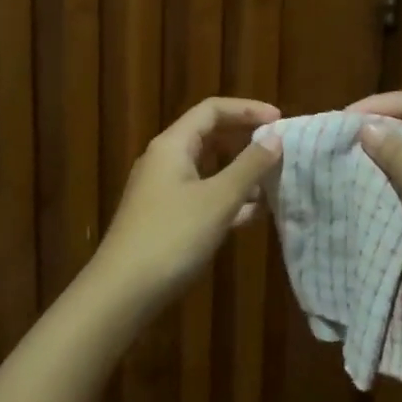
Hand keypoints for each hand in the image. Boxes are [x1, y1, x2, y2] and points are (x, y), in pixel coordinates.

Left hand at [97, 97, 282, 302]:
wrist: (122, 293)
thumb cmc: (172, 236)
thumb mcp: (218, 199)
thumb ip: (249, 166)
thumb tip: (275, 137)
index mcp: (172, 145)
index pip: (212, 110)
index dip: (247, 109)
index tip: (280, 120)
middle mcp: (165, 161)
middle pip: (210, 137)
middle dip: (245, 141)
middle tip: (279, 149)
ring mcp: (163, 191)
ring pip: (208, 169)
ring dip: (240, 173)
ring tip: (274, 182)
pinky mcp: (165, 218)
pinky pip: (203, 196)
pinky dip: (227, 198)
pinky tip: (253, 214)